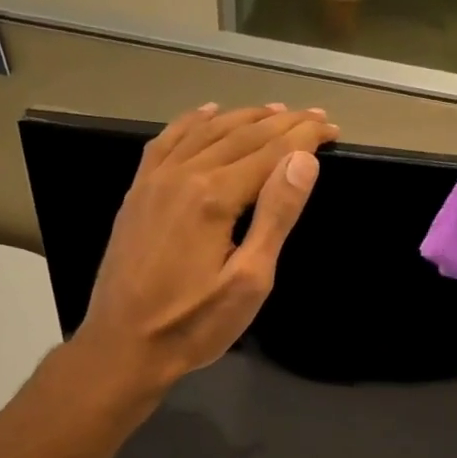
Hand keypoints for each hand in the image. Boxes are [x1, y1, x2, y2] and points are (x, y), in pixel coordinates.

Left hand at [74, 102, 337, 397]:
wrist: (124, 346)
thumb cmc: (194, 324)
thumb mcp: (249, 281)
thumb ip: (275, 216)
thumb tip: (302, 161)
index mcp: (215, 196)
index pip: (271, 152)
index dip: (305, 138)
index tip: (332, 128)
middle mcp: (183, 175)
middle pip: (241, 136)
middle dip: (283, 123)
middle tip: (315, 116)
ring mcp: (155, 180)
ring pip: (205, 132)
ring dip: (243, 117)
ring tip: (274, 111)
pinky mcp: (138, 193)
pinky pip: (167, 141)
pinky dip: (192, 121)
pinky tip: (207, 113)